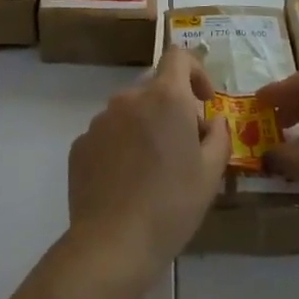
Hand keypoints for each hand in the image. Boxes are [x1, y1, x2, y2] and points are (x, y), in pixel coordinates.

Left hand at [67, 47, 228, 284]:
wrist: (113, 243)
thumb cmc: (172, 204)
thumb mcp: (211, 173)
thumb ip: (218, 135)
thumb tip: (212, 120)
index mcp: (165, 97)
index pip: (177, 55)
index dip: (195, 70)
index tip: (203, 101)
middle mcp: (129, 98)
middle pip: (155, 88)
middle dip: (172, 109)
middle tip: (184, 148)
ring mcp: (100, 120)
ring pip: (130, 112)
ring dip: (145, 128)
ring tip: (154, 171)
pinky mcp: (80, 144)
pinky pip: (108, 134)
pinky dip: (121, 147)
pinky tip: (127, 183)